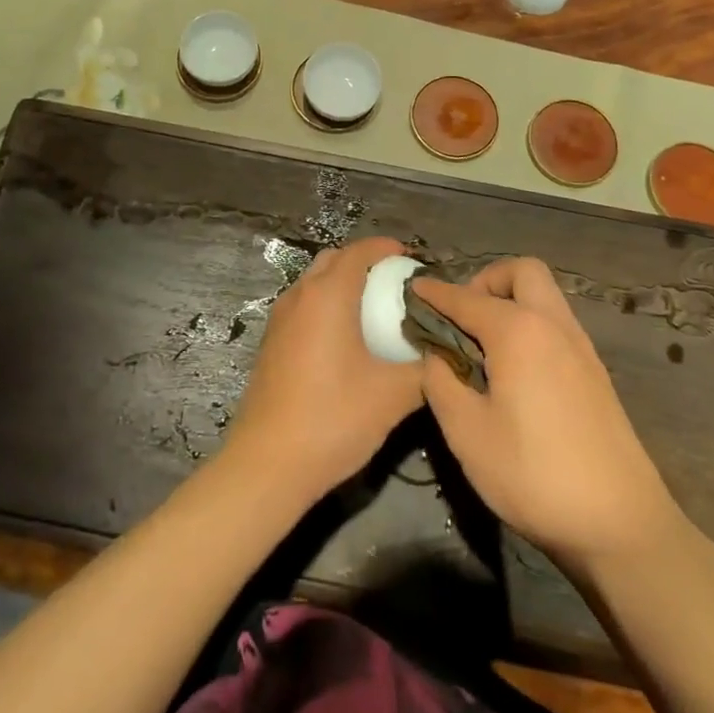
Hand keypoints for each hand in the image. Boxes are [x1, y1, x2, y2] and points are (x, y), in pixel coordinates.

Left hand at [226, 237, 423, 500]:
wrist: (268, 463)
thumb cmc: (333, 419)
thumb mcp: (392, 396)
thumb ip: (425, 369)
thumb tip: (446, 354)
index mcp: (328, 295)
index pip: (359, 252)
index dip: (386, 248)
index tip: (411, 259)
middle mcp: (299, 296)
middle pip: (333, 260)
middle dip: (364, 262)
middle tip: (395, 283)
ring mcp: (279, 320)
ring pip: (313, 283)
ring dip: (342, 284)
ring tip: (373, 309)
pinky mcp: (271, 343)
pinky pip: (303, 307)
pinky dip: (326, 306)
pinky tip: (345, 340)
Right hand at [414, 258, 688, 574]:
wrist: (622, 526)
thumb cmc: (534, 475)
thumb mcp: (467, 433)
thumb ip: (441, 382)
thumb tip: (435, 356)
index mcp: (518, 330)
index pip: (465, 297)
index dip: (434, 293)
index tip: (411, 290)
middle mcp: (553, 325)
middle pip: (521, 272)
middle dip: (485, 281)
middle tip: (461, 318)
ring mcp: (580, 348)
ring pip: (544, 296)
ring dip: (510, 301)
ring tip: (482, 345)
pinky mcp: (595, 373)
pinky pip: (556, 324)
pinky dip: (530, 326)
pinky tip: (513, 370)